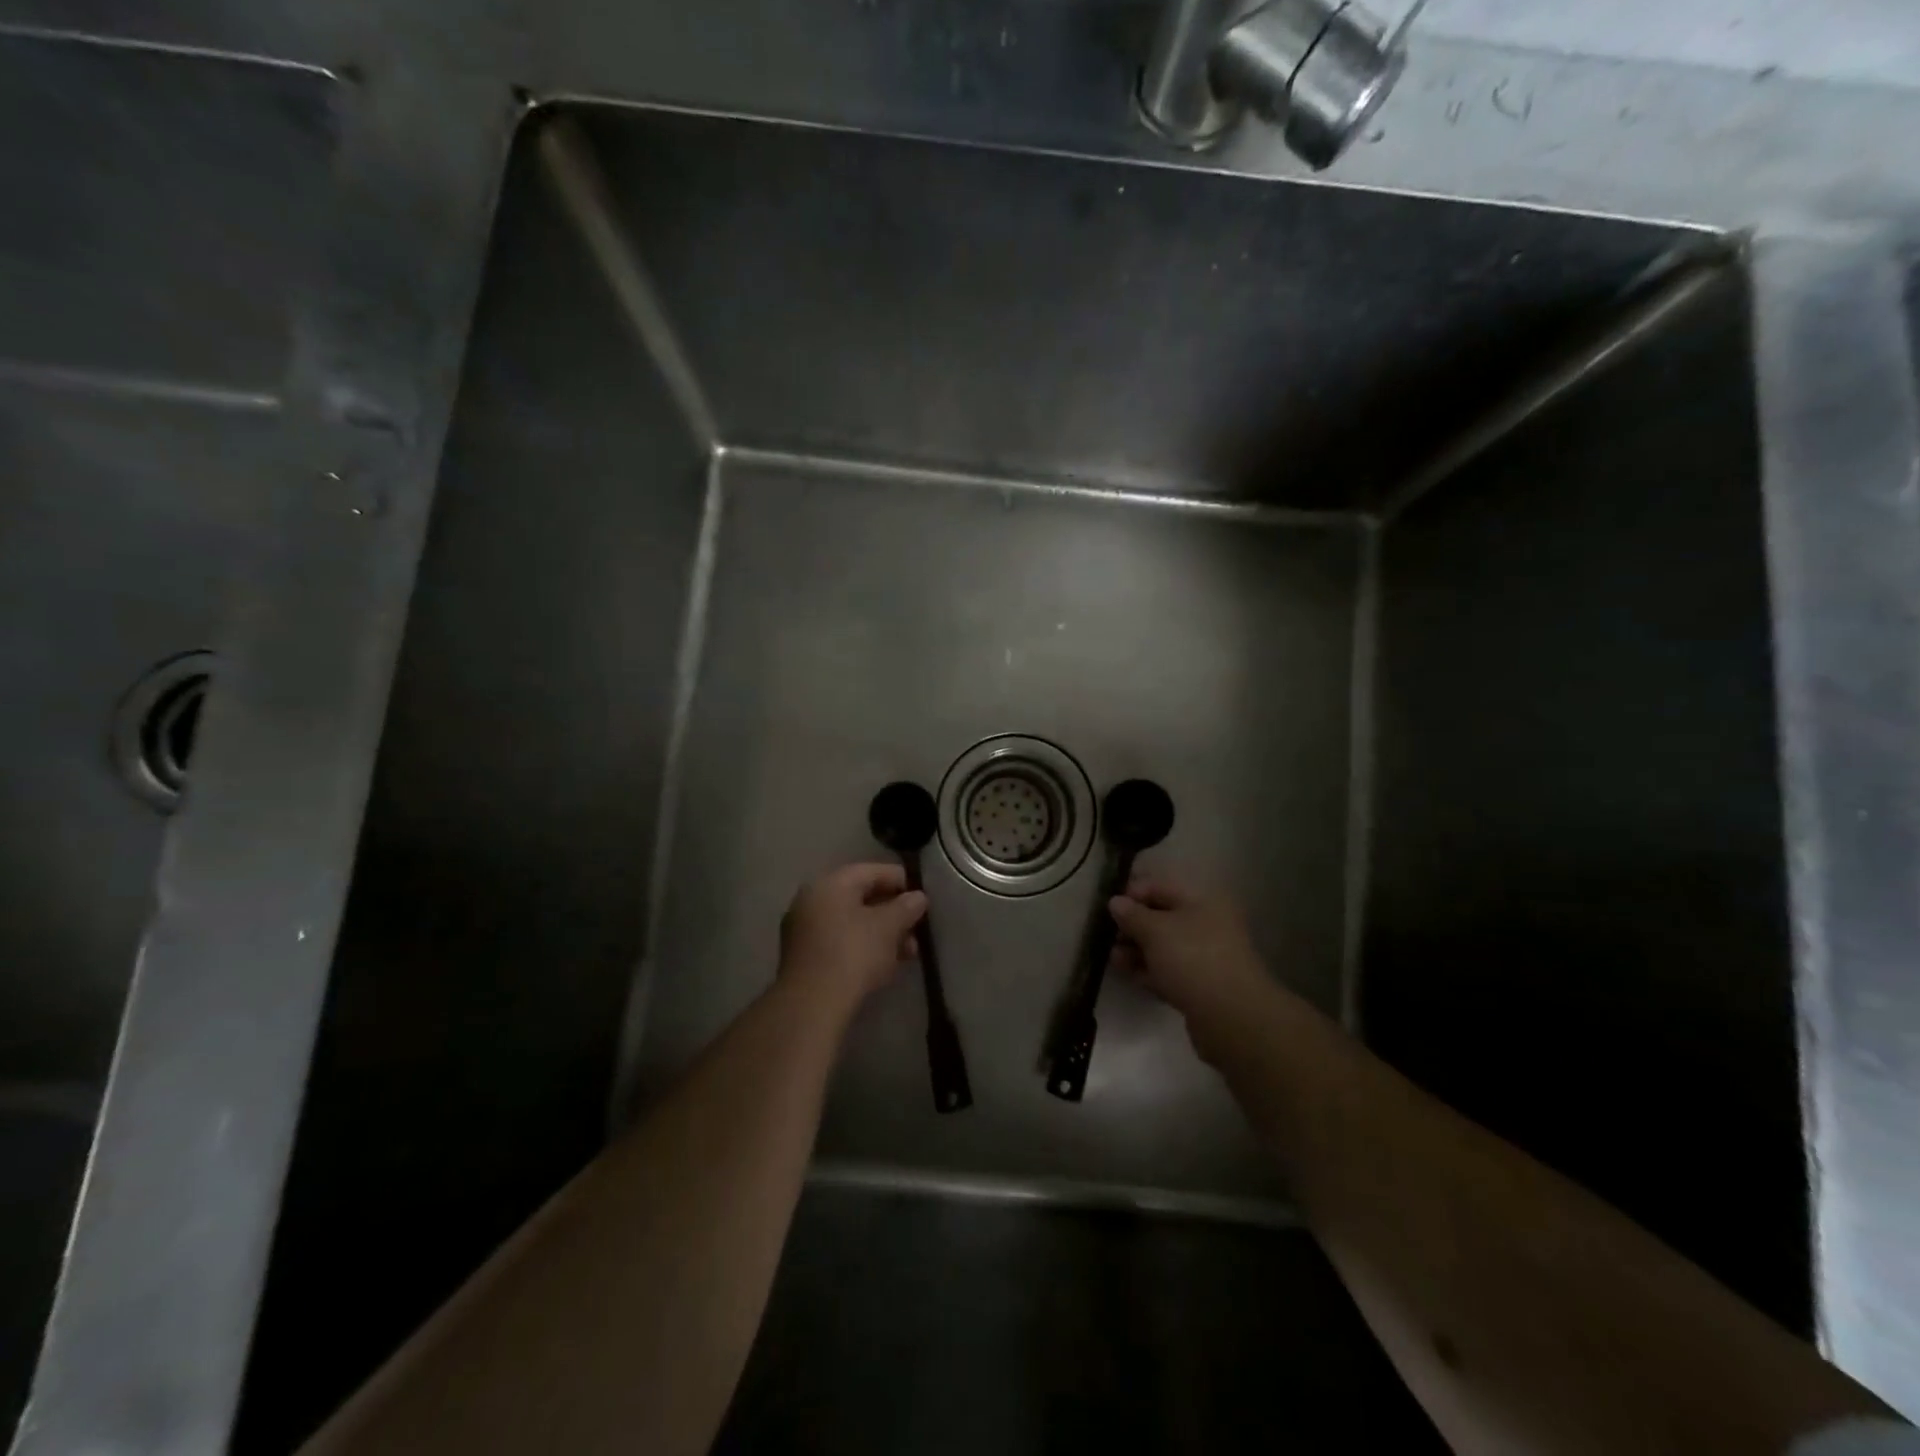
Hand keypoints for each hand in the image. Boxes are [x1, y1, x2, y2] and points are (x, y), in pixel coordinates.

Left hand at [779, 863, 927, 1010]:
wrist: (812, 1004)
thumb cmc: (854, 954)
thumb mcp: (888, 927)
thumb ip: (906, 907)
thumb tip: (918, 897)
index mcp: (830, 883)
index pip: (872, 871)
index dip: (901, 881)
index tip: (923, 898)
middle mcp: (812, 899)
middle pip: (860, 897)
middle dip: (892, 912)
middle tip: (917, 929)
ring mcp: (803, 928)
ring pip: (851, 922)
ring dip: (881, 933)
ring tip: (907, 952)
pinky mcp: (803, 957)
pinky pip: (839, 941)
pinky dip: (862, 946)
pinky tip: (884, 965)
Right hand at [1109, 877, 1269, 1021]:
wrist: (1231, 1017)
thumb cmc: (1192, 958)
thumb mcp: (1155, 930)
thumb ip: (1132, 914)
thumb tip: (1116, 902)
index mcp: (1201, 900)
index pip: (1159, 886)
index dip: (1130, 893)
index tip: (1106, 908)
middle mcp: (1206, 923)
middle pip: (1160, 917)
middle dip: (1131, 925)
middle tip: (1105, 935)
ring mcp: (1205, 955)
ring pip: (1162, 946)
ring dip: (1136, 949)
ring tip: (1112, 957)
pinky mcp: (1200, 984)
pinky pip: (1168, 969)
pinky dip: (1147, 969)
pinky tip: (1126, 972)